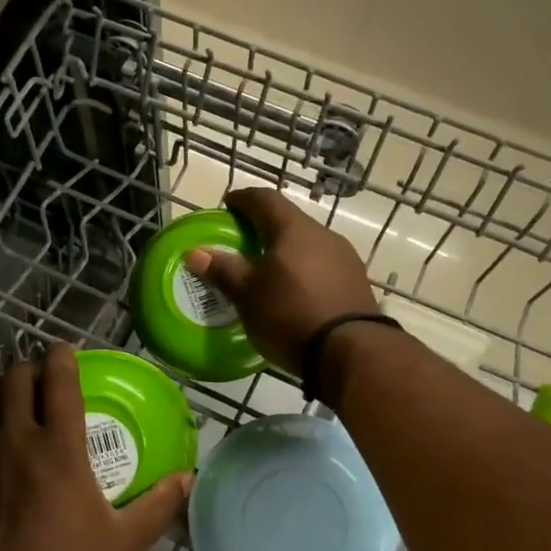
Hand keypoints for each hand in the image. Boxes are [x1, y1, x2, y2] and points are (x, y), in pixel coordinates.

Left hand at [0, 345, 189, 550]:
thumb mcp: (122, 543)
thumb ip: (157, 505)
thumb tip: (188, 477)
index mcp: (60, 447)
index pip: (59, 381)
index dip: (62, 357)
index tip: (67, 351)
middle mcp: (16, 437)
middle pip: (17, 379)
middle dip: (30, 368)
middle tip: (41, 376)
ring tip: (9, 386)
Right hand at [182, 187, 378, 372]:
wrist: (351, 351)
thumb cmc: (290, 314)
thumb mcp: (247, 295)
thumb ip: (223, 269)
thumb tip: (195, 252)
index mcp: (293, 229)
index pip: (264, 199)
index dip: (243, 199)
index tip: (227, 205)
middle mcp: (323, 234)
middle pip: (288, 221)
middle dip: (264, 226)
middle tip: (243, 241)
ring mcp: (344, 258)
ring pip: (307, 244)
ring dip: (286, 251)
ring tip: (267, 270)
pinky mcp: (355, 282)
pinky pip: (322, 266)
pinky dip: (303, 270)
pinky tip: (294, 290)